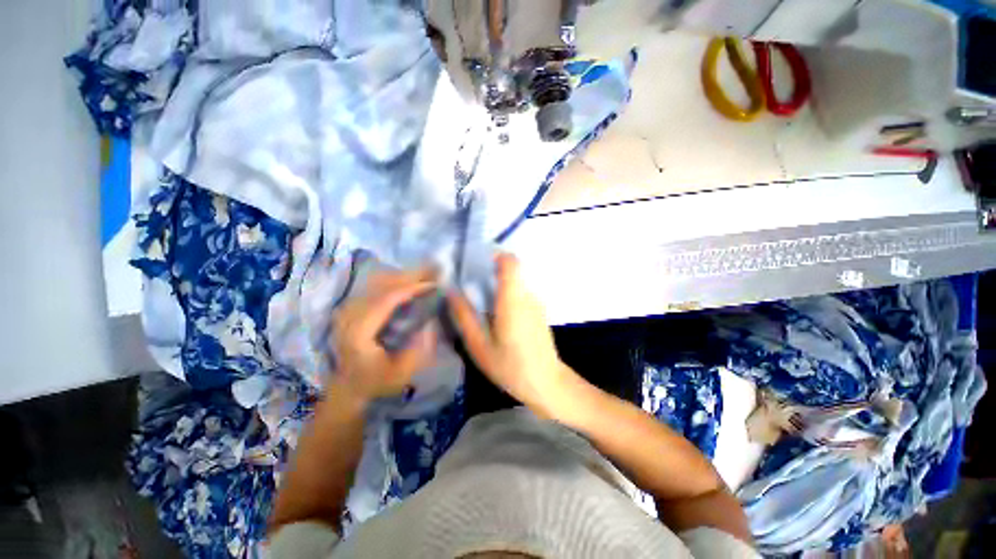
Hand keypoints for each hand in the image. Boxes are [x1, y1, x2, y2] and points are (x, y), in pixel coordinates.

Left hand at [330, 267, 437, 407]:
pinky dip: (397, 279)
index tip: (434, 284)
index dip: (411, 288)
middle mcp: (349, 315)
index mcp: (359, 333)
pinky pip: (376, 285)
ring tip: (428, 271)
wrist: (349, 386)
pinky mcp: (353, 306)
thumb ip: (418, 348)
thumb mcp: (402, 373)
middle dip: (411, 275)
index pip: (386, 300)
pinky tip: (412, 279)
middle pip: (381, 284)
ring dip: (405, 274)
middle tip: (435, 268)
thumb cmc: (377, 382)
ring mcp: (349, 308)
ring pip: (378, 281)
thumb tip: (430, 320)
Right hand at [447, 254, 578, 417]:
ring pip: (514, 282)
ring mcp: (536, 302)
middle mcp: (527, 295)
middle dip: (489, 272)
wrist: (547, 384)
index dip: (493, 255)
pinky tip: (495, 317)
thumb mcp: (480, 346)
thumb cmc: (511, 367)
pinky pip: (520, 294)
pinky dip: (506, 296)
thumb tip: (450, 291)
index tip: (475, 263)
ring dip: (497, 286)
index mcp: (513, 299)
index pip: (510, 261)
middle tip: (469, 286)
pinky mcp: (538, 311)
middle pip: (510, 270)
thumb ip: (464, 316)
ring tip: (479, 303)